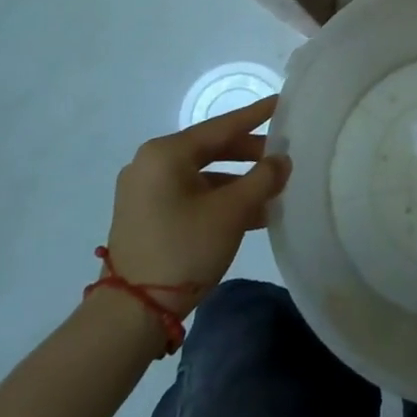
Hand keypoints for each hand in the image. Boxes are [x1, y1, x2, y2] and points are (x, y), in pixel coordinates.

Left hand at [103, 96, 290, 316]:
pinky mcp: (146, 216)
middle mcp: (151, 164)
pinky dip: (220, 200)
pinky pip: (191, 195)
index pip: (221, 126)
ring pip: (203, 176)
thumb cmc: (184, 249)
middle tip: (284, 156)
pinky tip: (252, 214)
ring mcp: (145, 192)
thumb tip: (282, 159)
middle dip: (250, 155)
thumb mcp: (232, 211)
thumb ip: (262, 179)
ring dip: (239, 183)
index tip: (281, 102)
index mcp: (166, 153)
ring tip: (274, 191)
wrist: (132, 314)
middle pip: (211, 149)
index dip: (255, 115)